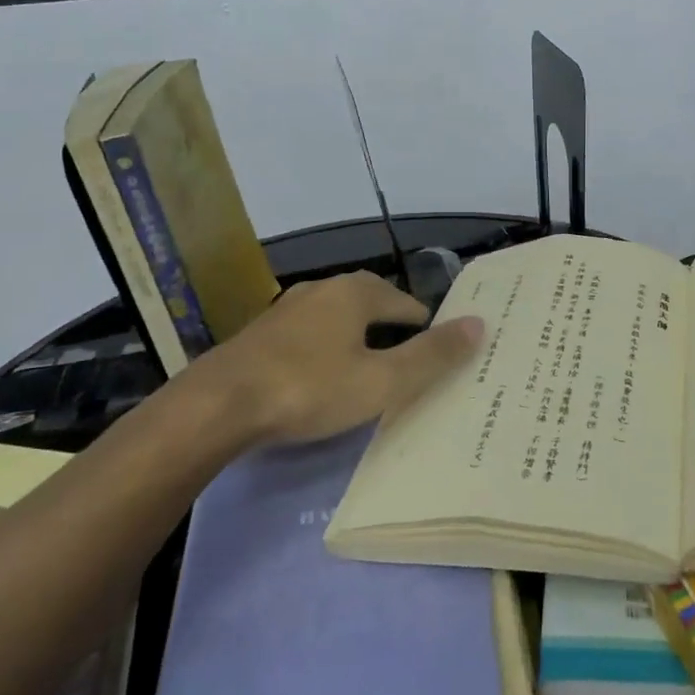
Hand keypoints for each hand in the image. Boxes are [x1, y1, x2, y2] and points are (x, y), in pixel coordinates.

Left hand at [176, 272, 482, 451]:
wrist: (216, 406)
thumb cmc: (308, 389)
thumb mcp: (380, 381)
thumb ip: (431, 355)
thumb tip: (479, 325)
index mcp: (357, 292)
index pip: (408, 305)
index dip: (428, 330)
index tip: (437, 360)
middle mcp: (324, 289)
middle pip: (373, 305)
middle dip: (393, 331)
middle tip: (407, 367)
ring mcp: (288, 309)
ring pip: (339, 319)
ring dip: (357, 339)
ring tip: (369, 372)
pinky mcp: (262, 333)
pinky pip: (310, 335)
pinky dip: (326, 350)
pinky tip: (322, 378)